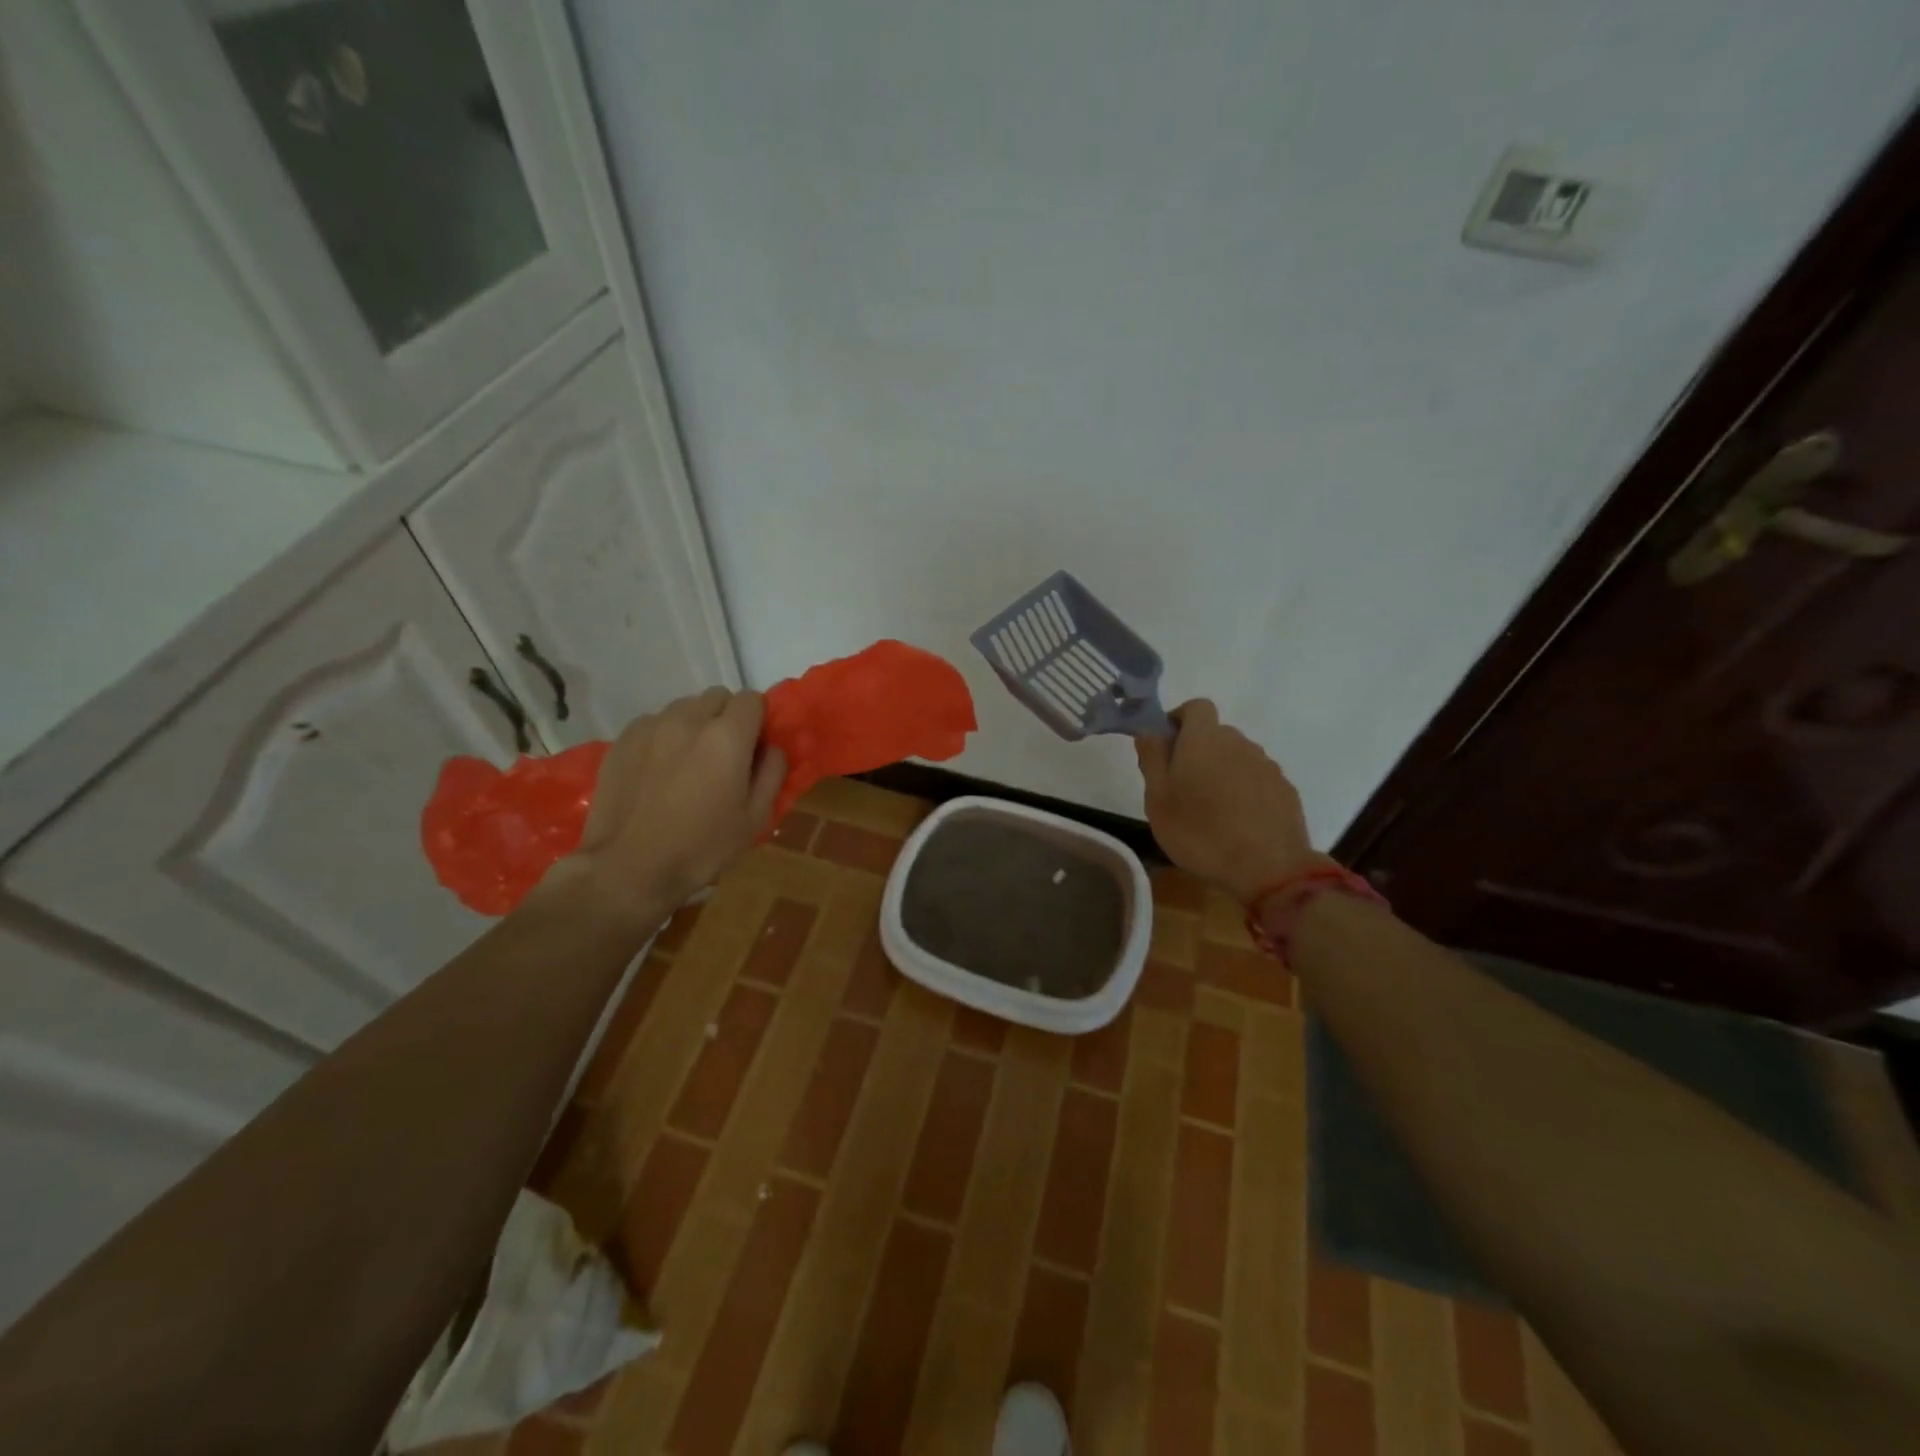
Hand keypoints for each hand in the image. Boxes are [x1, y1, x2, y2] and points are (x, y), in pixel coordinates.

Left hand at [552, 688, 785, 924]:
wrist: (627, 868)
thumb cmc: (701, 848)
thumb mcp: (755, 819)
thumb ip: (772, 774)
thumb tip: (772, 748)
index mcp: (727, 737)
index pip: (751, 699)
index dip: (757, 720)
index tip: (754, 747)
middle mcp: (689, 719)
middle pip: (717, 697)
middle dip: (727, 718)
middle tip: (724, 755)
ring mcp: (651, 726)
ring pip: (684, 708)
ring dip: (695, 725)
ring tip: (688, 762)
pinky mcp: (623, 739)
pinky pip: (654, 723)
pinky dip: (663, 736)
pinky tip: (658, 770)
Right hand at [1135, 699, 1322, 904]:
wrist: (1269, 868)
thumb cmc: (1200, 833)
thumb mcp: (1158, 800)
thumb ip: (1152, 759)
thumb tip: (1149, 731)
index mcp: (1204, 739)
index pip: (1196, 706)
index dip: (1179, 719)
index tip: (1167, 746)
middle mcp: (1238, 743)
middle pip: (1215, 734)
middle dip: (1197, 751)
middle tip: (1181, 787)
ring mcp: (1266, 765)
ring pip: (1236, 757)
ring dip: (1221, 772)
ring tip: (1210, 810)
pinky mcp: (1284, 789)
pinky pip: (1256, 779)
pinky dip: (1243, 791)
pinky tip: (1237, 822)